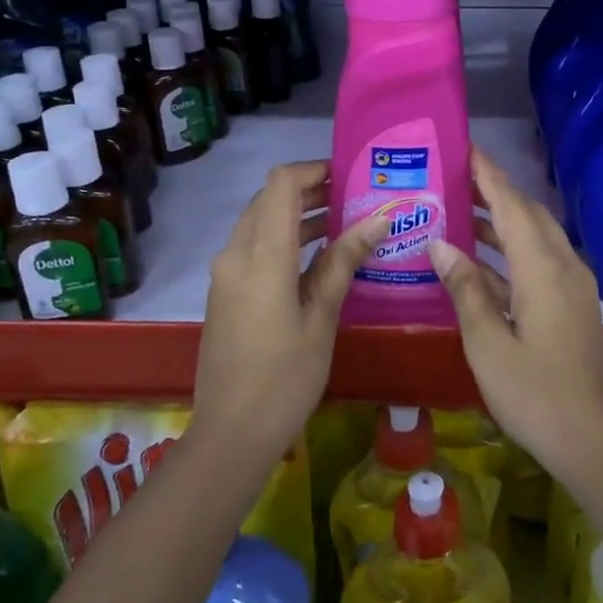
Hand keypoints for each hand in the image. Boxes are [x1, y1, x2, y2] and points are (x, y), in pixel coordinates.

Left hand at [194, 160, 388, 452]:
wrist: (230, 433)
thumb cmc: (285, 378)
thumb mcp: (321, 318)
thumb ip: (343, 262)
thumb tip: (378, 220)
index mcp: (262, 257)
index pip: (281, 184)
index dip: (314, 170)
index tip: (349, 176)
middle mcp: (235, 254)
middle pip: (268, 198)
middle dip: (309, 190)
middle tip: (353, 198)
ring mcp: (225, 273)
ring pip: (260, 222)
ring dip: (297, 214)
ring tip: (344, 222)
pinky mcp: (225, 291)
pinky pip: (253, 246)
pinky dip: (283, 238)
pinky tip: (317, 257)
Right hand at [427, 148, 602, 482]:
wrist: (594, 441)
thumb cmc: (535, 395)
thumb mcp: (487, 344)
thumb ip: (465, 289)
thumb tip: (439, 243)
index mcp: (543, 269)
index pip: (511, 205)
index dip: (488, 174)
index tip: (463, 147)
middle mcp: (564, 266)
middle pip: (527, 214)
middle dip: (493, 191)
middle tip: (453, 178)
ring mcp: (573, 286)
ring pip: (535, 237)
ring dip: (501, 222)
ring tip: (458, 212)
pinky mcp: (573, 306)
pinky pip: (539, 262)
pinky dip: (510, 253)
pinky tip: (479, 263)